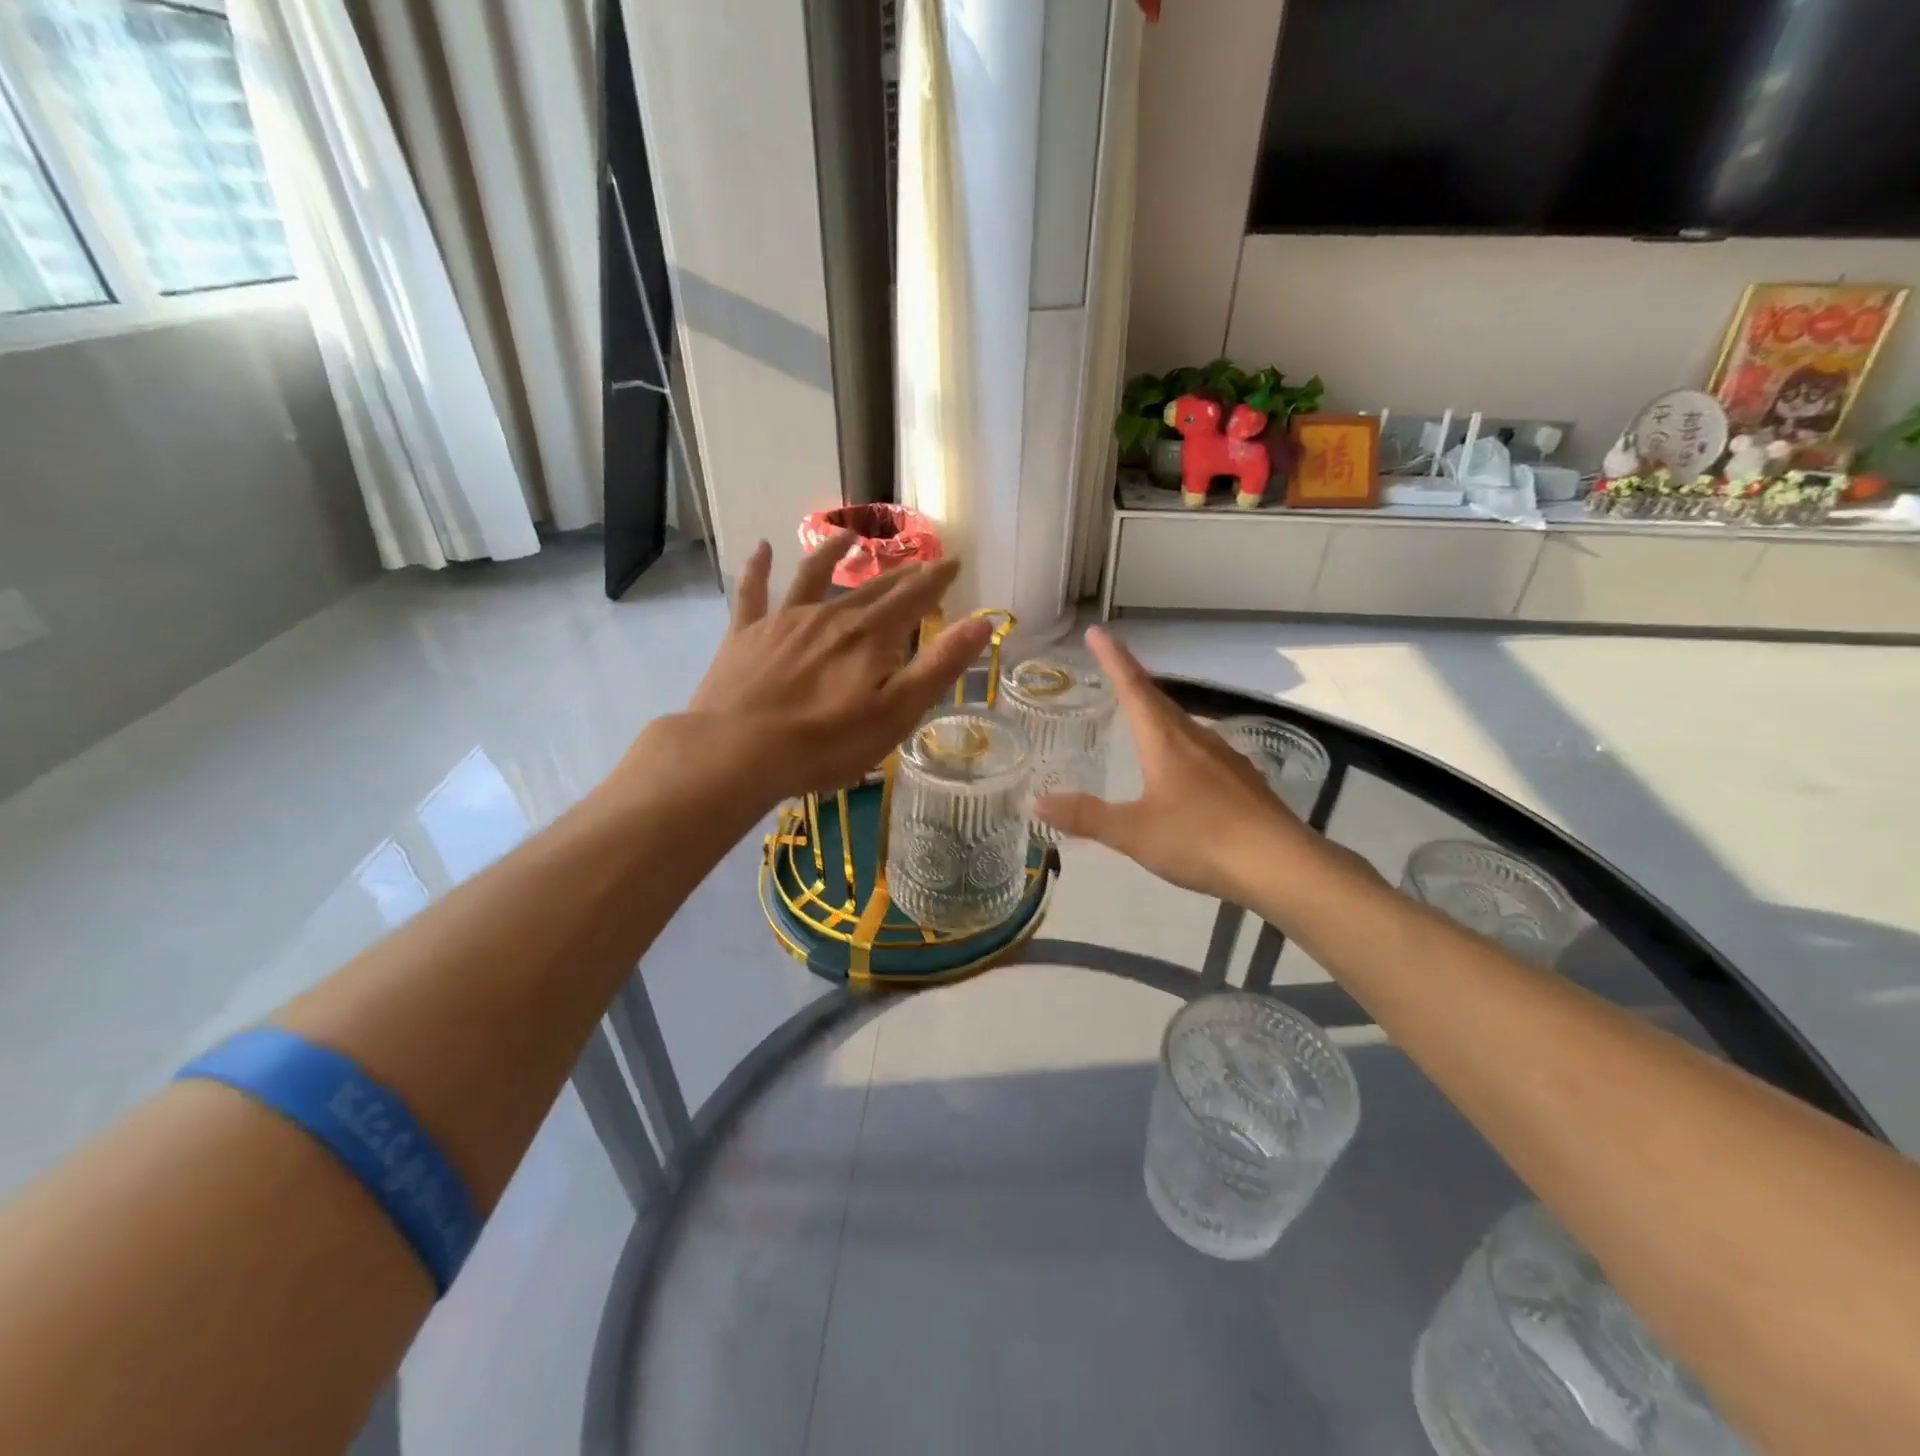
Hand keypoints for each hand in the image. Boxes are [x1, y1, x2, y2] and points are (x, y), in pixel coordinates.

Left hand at [666, 534, 992, 803]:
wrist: (738, 751)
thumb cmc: (826, 742)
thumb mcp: (896, 712)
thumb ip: (939, 666)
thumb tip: (982, 623)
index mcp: (870, 636)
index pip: (913, 598)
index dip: (936, 579)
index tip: (954, 561)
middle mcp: (830, 616)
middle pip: (871, 588)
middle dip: (898, 574)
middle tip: (917, 562)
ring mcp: (785, 621)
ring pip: (814, 576)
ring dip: (833, 553)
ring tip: (849, 535)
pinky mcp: (746, 634)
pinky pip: (753, 592)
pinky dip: (758, 568)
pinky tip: (762, 548)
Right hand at [1034, 628, 1326, 904]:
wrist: (1280, 864)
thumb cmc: (1200, 839)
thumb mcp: (1134, 833)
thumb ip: (1086, 816)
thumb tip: (1036, 802)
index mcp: (1165, 742)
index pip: (1134, 688)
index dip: (1113, 659)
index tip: (1097, 631)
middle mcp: (1196, 739)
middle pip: (1159, 701)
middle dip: (1133, 681)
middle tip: (1111, 669)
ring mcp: (1224, 758)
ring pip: (1183, 724)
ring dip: (1158, 712)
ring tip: (1140, 716)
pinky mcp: (1242, 780)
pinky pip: (1201, 749)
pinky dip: (1180, 744)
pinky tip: (1181, 765)